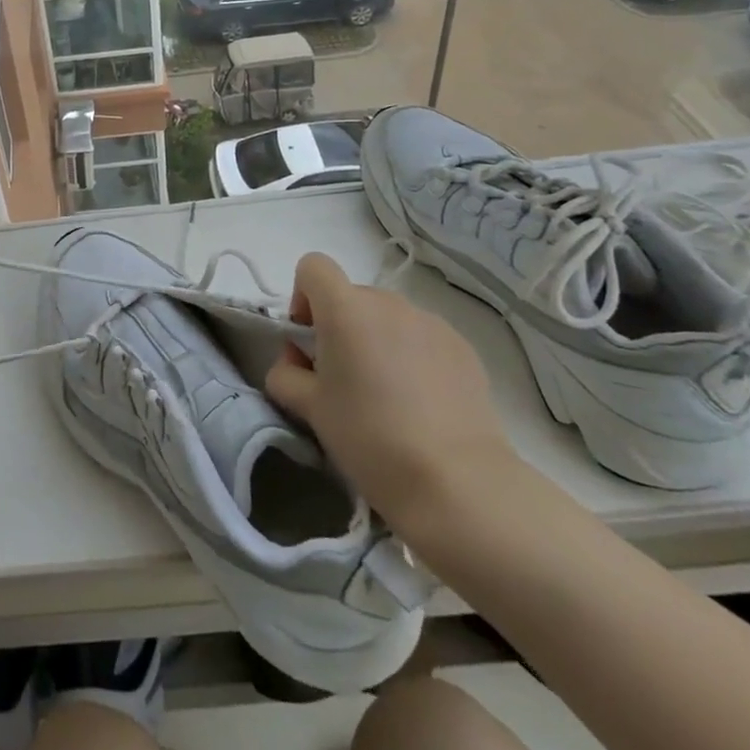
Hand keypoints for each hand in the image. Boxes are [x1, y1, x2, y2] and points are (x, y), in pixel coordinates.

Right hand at [265, 252, 515, 528]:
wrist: (457, 483)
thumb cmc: (369, 438)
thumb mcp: (309, 408)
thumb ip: (286, 373)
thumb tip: (297, 362)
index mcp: (346, 309)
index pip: (313, 266)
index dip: (303, 297)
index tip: (309, 342)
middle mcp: (389, 303)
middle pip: (351, 296)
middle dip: (340, 327)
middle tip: (343, 380)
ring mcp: (431, 323)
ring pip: (388, 318)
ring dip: (376, 341)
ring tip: (386, 396)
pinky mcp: (463, 348)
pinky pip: (422, 338)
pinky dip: (411, 357)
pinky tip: (421, 404)